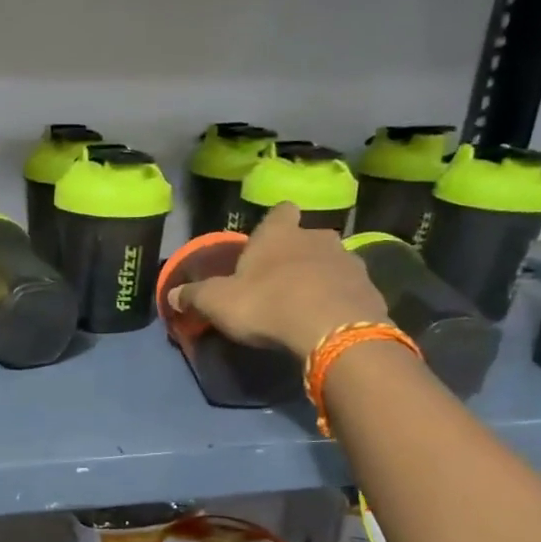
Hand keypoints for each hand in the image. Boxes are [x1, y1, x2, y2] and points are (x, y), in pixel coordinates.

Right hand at [167, 202, 389, 357]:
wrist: (332, 330)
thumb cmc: (267, 304)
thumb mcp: (218, 302)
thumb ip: (194, 296)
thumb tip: (171, 295)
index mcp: (279, 233)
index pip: (280, 211)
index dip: (274, 224)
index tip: (267, 241)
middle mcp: (317, 237)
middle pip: (307, 237)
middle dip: (297, 254)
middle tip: (281, 281)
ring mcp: (348, 260)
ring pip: (331, 262)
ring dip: (321, 277)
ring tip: (307, 304)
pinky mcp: (369, 288)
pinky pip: (350, 289)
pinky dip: (340, 300)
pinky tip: (328, 320)